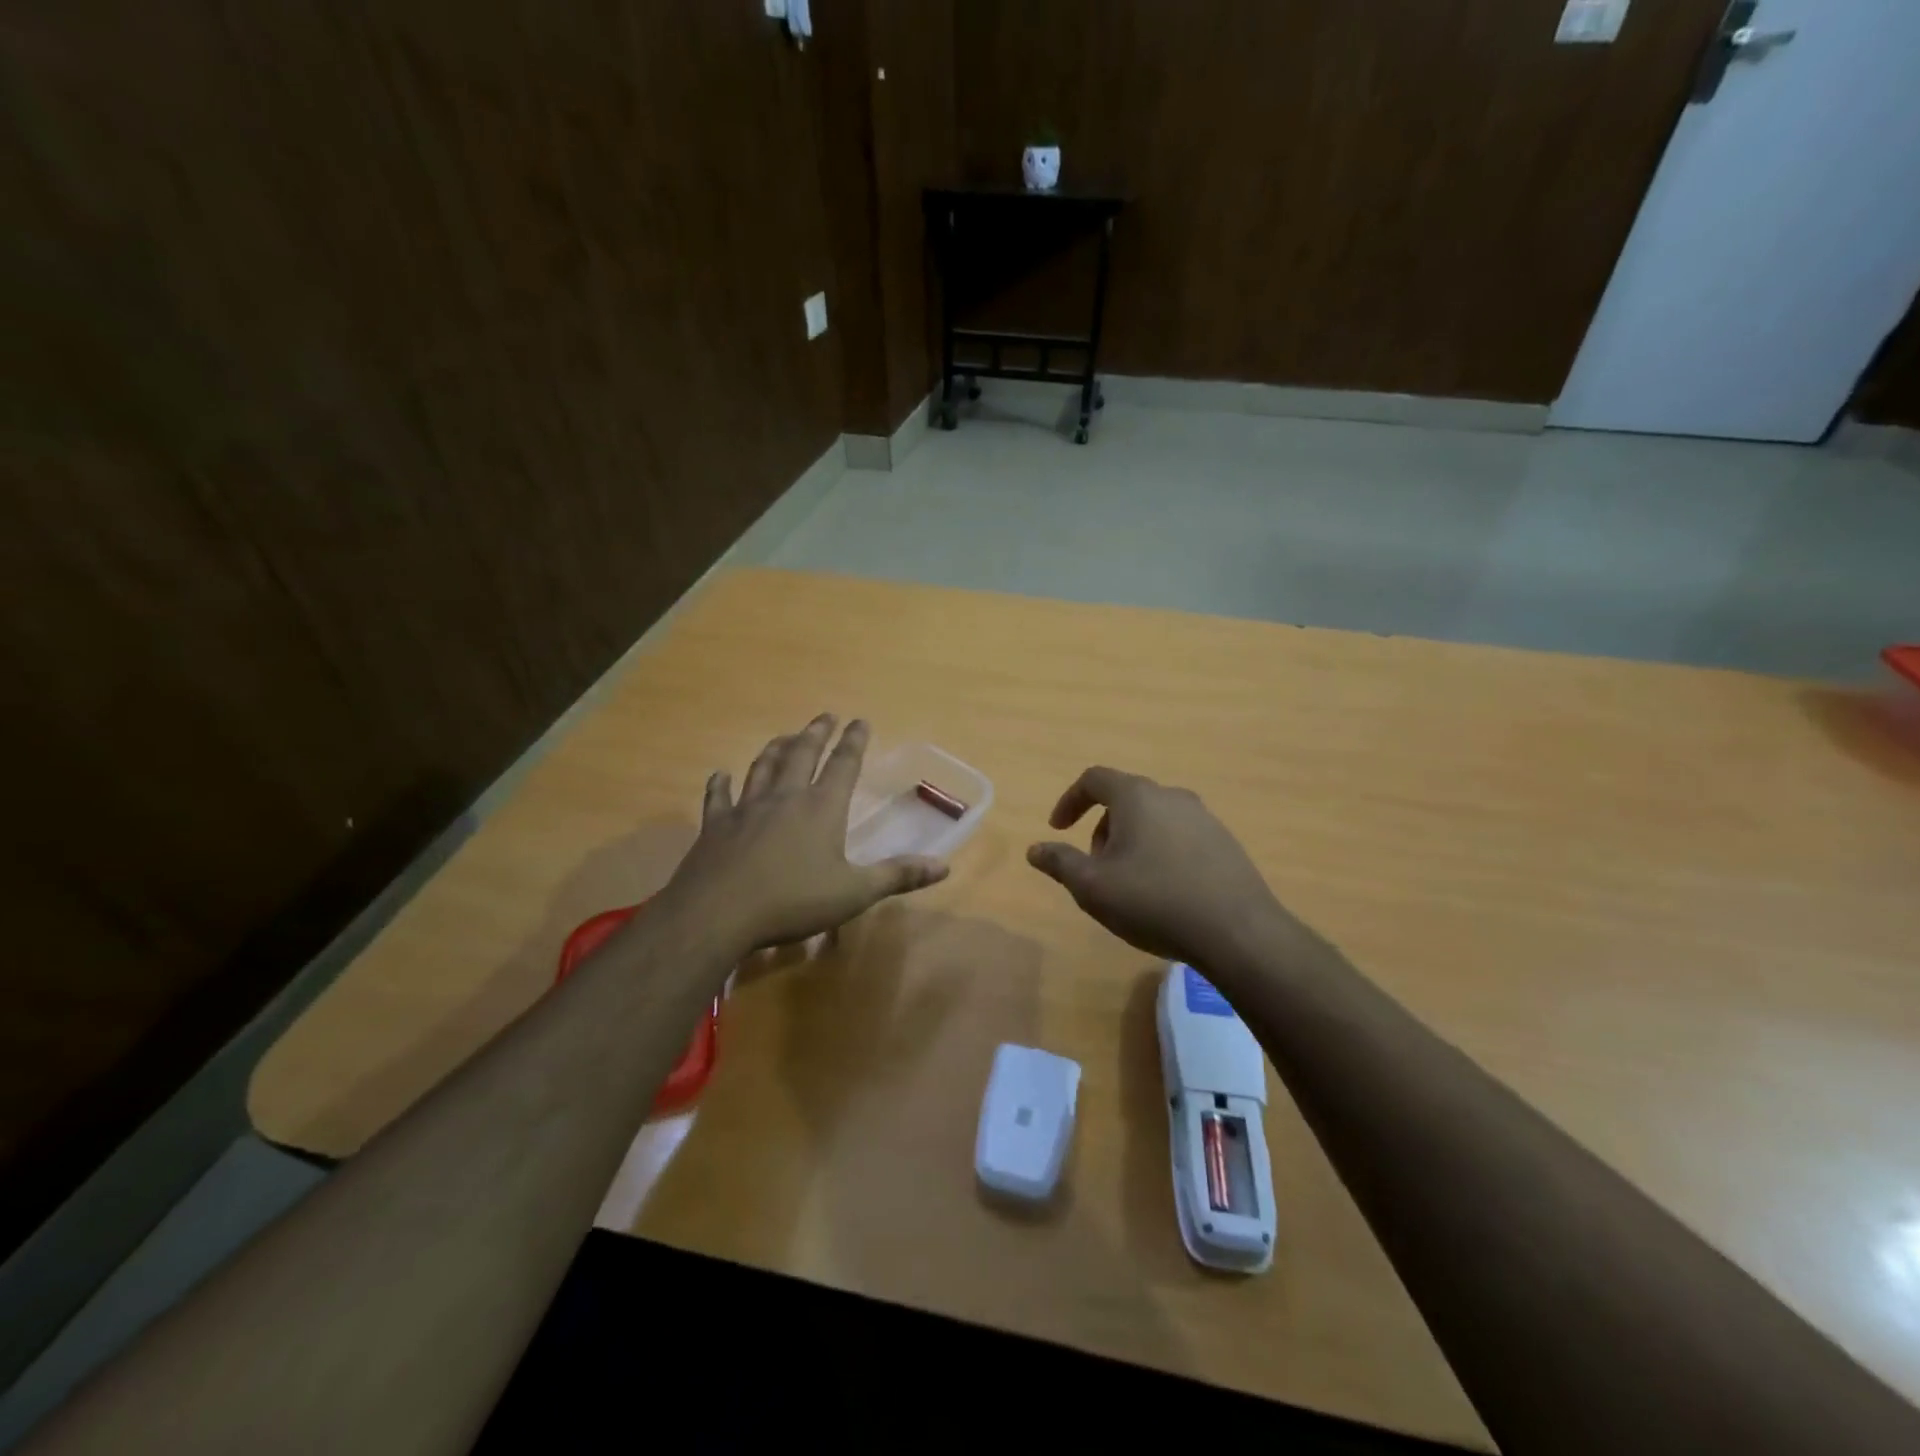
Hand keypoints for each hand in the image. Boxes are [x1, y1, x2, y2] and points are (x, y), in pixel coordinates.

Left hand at [658, 714, 948, 953]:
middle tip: (825, 716)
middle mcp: (785, 798)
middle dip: (816, 733)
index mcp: (821, 808)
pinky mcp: (716, 826)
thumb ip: (897, 876)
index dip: (854, 742)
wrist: (718, 913)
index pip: (843, 765)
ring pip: (762, 768)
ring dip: (775, 749)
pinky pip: (718, 798)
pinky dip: (719, 785)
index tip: (860, 720)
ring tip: (784, 736)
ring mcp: (746, 809)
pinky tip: (719, 775)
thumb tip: (944, 867)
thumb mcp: (854, 893)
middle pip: (801, 755)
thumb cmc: (793, 901)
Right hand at [1027, 766, 1291, 965]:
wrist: (1237, 932)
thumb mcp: (1092, 887)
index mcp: (1137, 796)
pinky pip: (1180, 837)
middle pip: (1126, 798)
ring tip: (1128, 883)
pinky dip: (1160, 852)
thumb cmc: (1153, 901)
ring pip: (1154, 818)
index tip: (1059, 829)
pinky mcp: (1225, 843)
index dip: (1070, 801)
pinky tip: (1164, 892)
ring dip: (1131, 841)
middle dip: (1102, 827)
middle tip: (1095, 866)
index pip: (1094, 779)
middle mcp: (1172, 796)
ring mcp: (1204, 818)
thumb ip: (1060, 863)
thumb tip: (1034, 849)